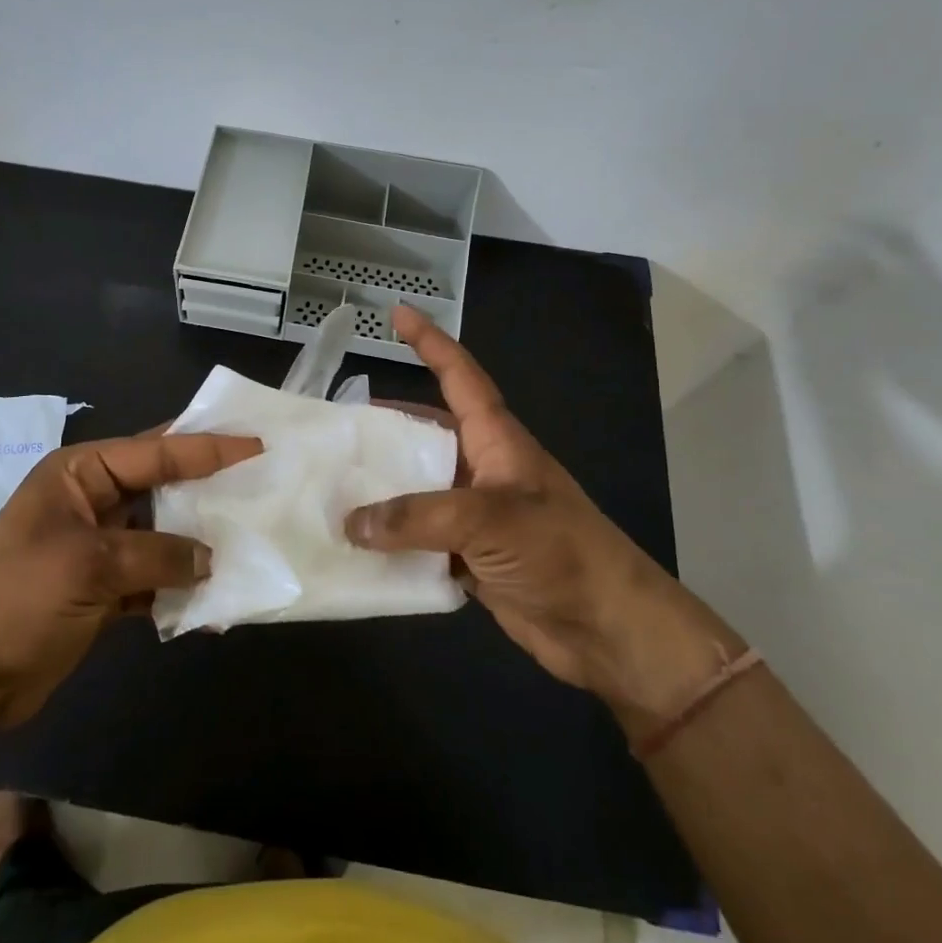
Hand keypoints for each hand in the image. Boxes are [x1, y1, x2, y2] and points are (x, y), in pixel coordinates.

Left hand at [0, 430, 259, 725]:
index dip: (206, 447)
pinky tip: (213, 609)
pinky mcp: (102, 589)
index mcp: (79, 474)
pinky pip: (154, 579)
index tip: (254, 444)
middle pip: (161, 487)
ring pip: (162, 535)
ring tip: (249, 545)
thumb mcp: (90, 565)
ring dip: (198, 545)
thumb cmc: (18, 599)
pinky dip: (180, 591)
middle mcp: (91, 501)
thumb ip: (158, 554)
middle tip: (259, 483)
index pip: (154, 451)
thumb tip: (211, 560)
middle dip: (207, 490)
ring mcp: (98, 547)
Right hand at [347, 306, 740, 727]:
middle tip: (332, 429)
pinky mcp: (470, 556)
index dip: (430, 341)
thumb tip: (351, 521)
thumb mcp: (490, 520)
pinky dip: (391, 540)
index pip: (458, 375)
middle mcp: (481, 468)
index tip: (397, 313)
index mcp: (495, 439)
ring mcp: (475, 514)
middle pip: (424, 434)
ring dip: (381, 490)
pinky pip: (419, 538)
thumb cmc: (561, 552)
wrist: (611, 630)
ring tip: (331, 487)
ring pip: (417, 489)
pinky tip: (356, 545)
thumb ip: (417, 517)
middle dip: (383, 427)